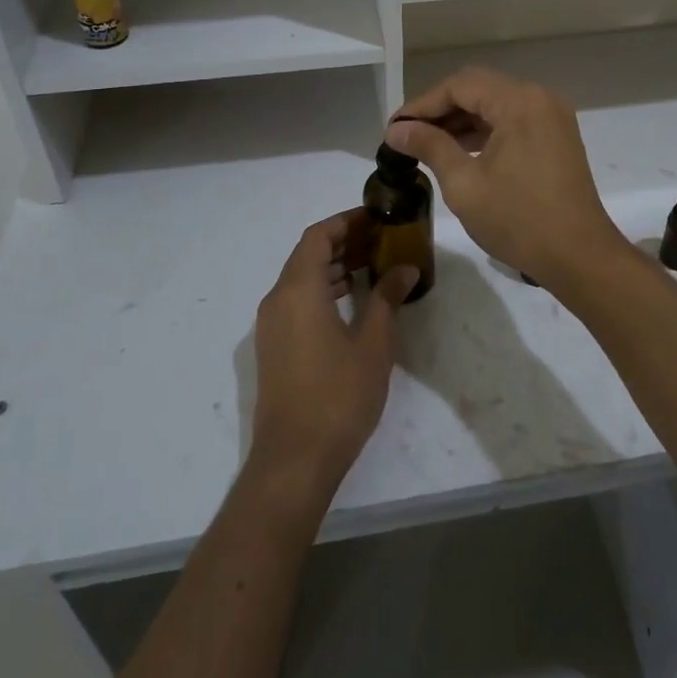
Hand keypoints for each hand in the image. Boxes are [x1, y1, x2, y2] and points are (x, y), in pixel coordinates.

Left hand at [248, 210, 414, 502]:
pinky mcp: (273, 347)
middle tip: (382, 239)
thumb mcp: (373, 343)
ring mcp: (271, 325)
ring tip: (373, 265)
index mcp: (298, 290)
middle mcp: (278, 300)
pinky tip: (350, 301)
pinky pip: (296, 301)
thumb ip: (386, 298)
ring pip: (301, 278)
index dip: (346, 221)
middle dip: (343, 242)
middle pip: (308, 254)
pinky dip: (322, 290)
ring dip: (333, 266)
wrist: (294, 460)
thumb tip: (405, 269)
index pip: (318, 235)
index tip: (377, 217)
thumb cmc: (338, 395)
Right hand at [386, 66, 628, 290]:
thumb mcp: (464, 184)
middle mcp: (539, 98)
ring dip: (462, 120)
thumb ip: (429, 147)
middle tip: (406, 135)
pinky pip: (513, 120)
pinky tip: (459, 150)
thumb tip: (396, 130)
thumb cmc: (518, 220)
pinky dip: (485, 131)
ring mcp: (552, 116)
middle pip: (479, 89)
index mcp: (519, 102)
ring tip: (425, 144)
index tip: (393, 128)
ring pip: (496, 104)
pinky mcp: (557, 136)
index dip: (422, 104)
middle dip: (440, 109)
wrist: (580, 256)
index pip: (460, 86)